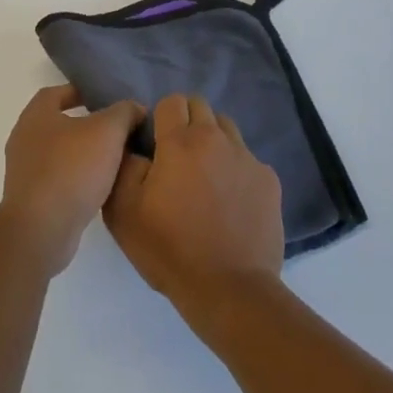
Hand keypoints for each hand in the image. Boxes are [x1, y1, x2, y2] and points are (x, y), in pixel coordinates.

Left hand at [0, 86, 144, 274]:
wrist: (42, 229)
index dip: (78, 92)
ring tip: (112, 159)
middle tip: (114, 130)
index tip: (101, 98)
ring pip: (58, 153)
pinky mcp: (30, 200)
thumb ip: (123, 113)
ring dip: (81, 154)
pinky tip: (99, 187)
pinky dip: (76, 179)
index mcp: (36, 115)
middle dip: (84, 125)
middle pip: (57, 123)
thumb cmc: (72, 169)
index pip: (56, 93)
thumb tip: (135, 107)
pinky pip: (57, 180)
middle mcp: (24, 139)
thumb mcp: (107, 132)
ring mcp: (24, 171)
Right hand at [103, 93, 284, 325]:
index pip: (171, 101)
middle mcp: (216, 139)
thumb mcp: (123, 211)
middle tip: (177, 158)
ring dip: (213, 141)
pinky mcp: (269, 181)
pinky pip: (248, 159)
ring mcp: (247, 158)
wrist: (230, 291)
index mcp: (180, 141)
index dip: (160, 119)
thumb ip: (123, 165)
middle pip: (201, 107)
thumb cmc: (169, 249)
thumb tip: (135, 146)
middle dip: (187, 122)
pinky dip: (235, 169)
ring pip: (227, 128)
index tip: (154, 146)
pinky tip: (229, 201)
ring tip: (205, 176)